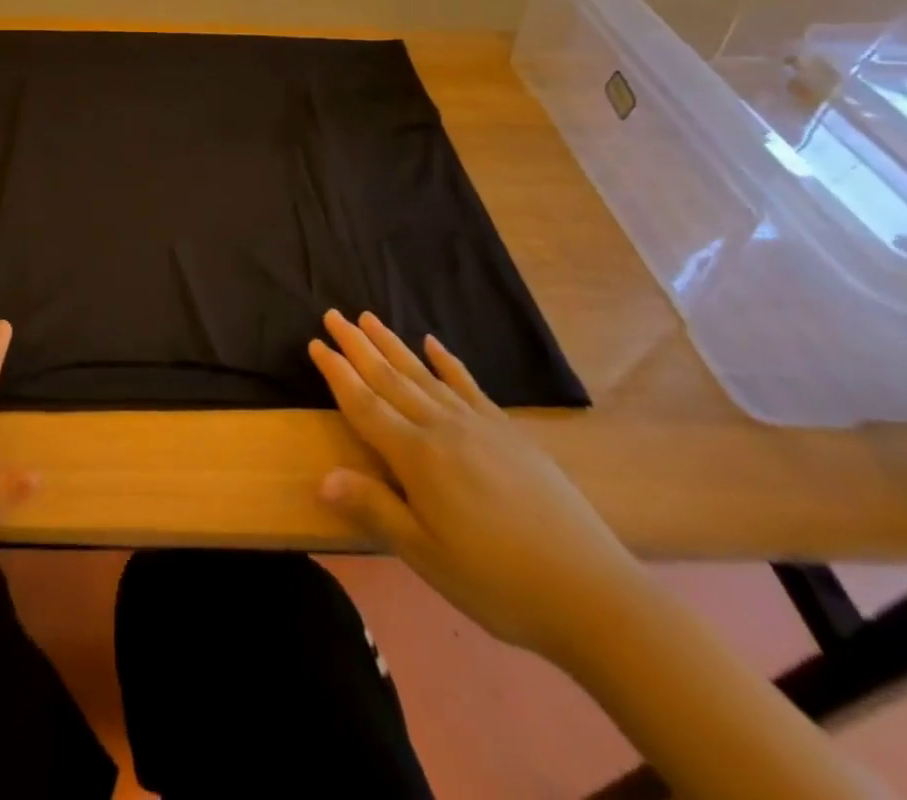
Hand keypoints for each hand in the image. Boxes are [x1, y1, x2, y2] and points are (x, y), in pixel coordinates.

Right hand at [310, 309, 646, 660]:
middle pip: (390, 378)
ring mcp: (478, 425)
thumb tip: (322, 477)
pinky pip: (468, 385)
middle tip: (333, 314)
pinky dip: (447, 362)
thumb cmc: (497, 581)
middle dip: (358, 345)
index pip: (365, 405)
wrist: (590, 592)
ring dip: (393, 344)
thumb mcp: (427, 556)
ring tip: (369, 318)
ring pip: (423, 374)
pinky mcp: (508, 431)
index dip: (337, 374)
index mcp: (417, 457)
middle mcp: (442, 428)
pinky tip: (433, 344)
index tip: (316, 343)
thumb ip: (376, 509)